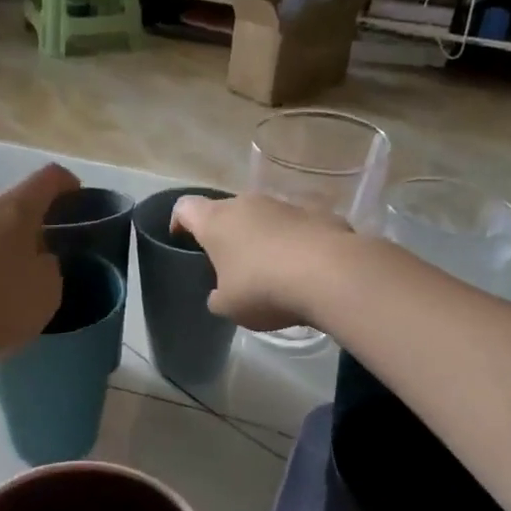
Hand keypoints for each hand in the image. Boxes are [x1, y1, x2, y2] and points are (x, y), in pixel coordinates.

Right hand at [171, 193, 353, 331]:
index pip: (185, 207)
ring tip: (270, 270)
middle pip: (227, 212)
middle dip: (225, 234)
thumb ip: (217, 297)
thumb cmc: (264, 289)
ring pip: (264, 217)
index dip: (179, 222)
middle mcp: (249, 203)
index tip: (181, 240)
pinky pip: (297, 227)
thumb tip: (221, 294)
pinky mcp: (319, 214)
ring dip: (262, 237)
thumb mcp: (229, 307)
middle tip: (229, 264)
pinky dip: (294, 243)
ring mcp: (286, 205)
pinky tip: (304, 270)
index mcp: (217, 221)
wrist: (331, 275)